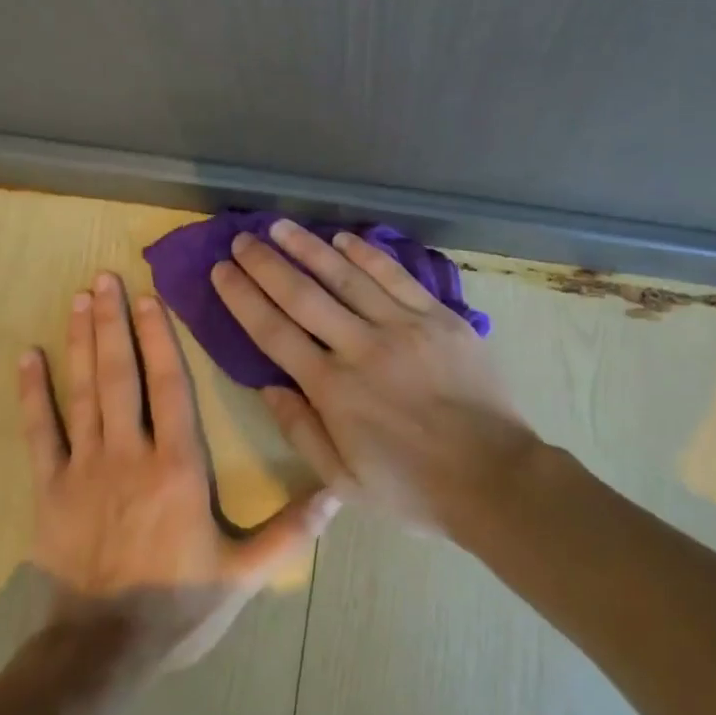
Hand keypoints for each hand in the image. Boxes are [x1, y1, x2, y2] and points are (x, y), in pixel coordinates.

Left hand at [21, 271, 337, 667]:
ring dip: (80, 343)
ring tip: (78, 299)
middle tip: (104, 279)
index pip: (170, 387)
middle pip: (121, 375)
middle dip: (113, 323)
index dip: (159, 338)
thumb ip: (289, 531)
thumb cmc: (178, 606)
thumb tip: (337, 493)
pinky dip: (32, 394)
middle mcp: (131, 454)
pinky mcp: (49, 491)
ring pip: (84, 392)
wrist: (100, 654)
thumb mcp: (244, 574)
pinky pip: (39, 433)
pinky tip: (27, 358)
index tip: (148, 299)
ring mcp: (84, 469)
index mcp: (179, 467)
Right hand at [208, 220, 539, 532]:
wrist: (494, 477)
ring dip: (310, 248)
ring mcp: (404, 326)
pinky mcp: (440, 318)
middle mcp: (362, 347)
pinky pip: (396, 277)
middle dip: (267, 264)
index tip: (221, 271)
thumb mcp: (344, 481)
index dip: (244, 298)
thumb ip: (301, 431)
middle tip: (242, 239)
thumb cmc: (413, 488)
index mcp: (333, 389)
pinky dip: (368, 255)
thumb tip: (268, 387)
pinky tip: (344, 238)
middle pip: (304, 295)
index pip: (274, 332)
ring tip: (281, 226)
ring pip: (347, 277)